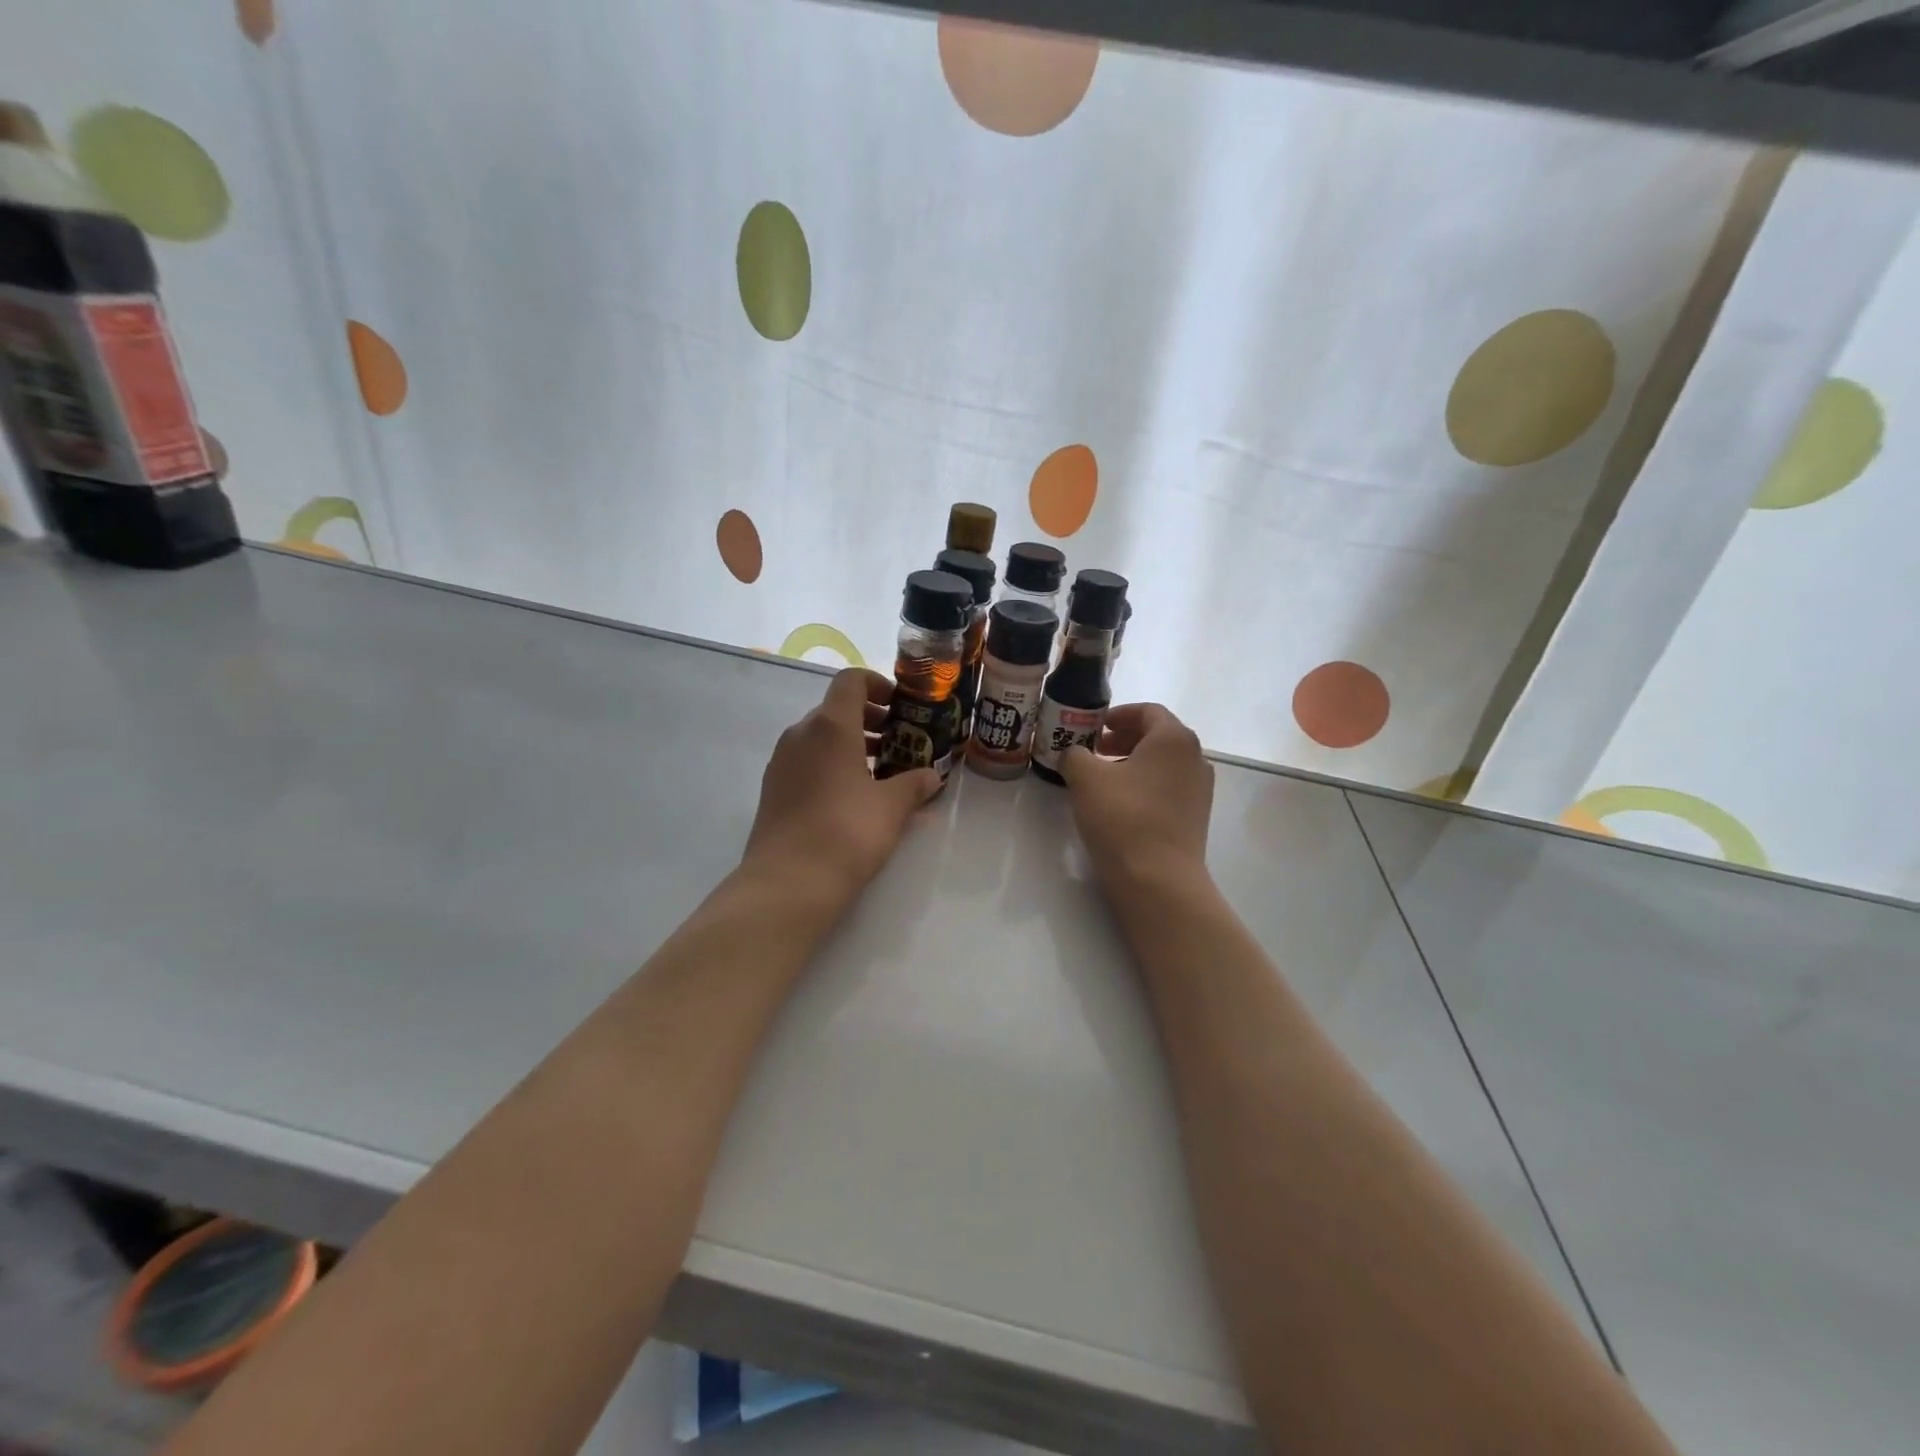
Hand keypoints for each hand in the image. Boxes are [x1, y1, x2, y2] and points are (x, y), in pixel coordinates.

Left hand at [741, 668, 943, 908]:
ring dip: (851, 744)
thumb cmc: (847, 833)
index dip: (878, 684)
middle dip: (870, 720)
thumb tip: (932, 776)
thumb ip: (914, 784)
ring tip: (881, 772)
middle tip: (899, 742)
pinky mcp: (774, 788)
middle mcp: (801, 734)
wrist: (788, 883)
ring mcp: (782, 761)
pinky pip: (807, 760)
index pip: (851, 681)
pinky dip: (831, 764)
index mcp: (830, 726)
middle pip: (836, 709)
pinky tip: (853, 796)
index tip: (901, 707)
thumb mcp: (891, 807)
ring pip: (820, 737)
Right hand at [1059, 703, 1213, 891]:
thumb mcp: (1085, 777)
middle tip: (1092, 750)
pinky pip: (1167, 787)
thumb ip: (1075, 754)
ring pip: (1162, 764)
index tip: (1094, 726)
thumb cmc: (1123, 817)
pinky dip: (1143, 785)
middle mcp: (1195, 758)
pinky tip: (1118, 804)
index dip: (1118, 714)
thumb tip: (1074, 754)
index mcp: (1174, 738)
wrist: (1158, 879)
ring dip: (1131, 763)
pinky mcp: (1195, 816)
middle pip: (1157, 736)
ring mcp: (1199, 789)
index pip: (1148, 711)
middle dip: (1122, 739)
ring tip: (1101, 778)